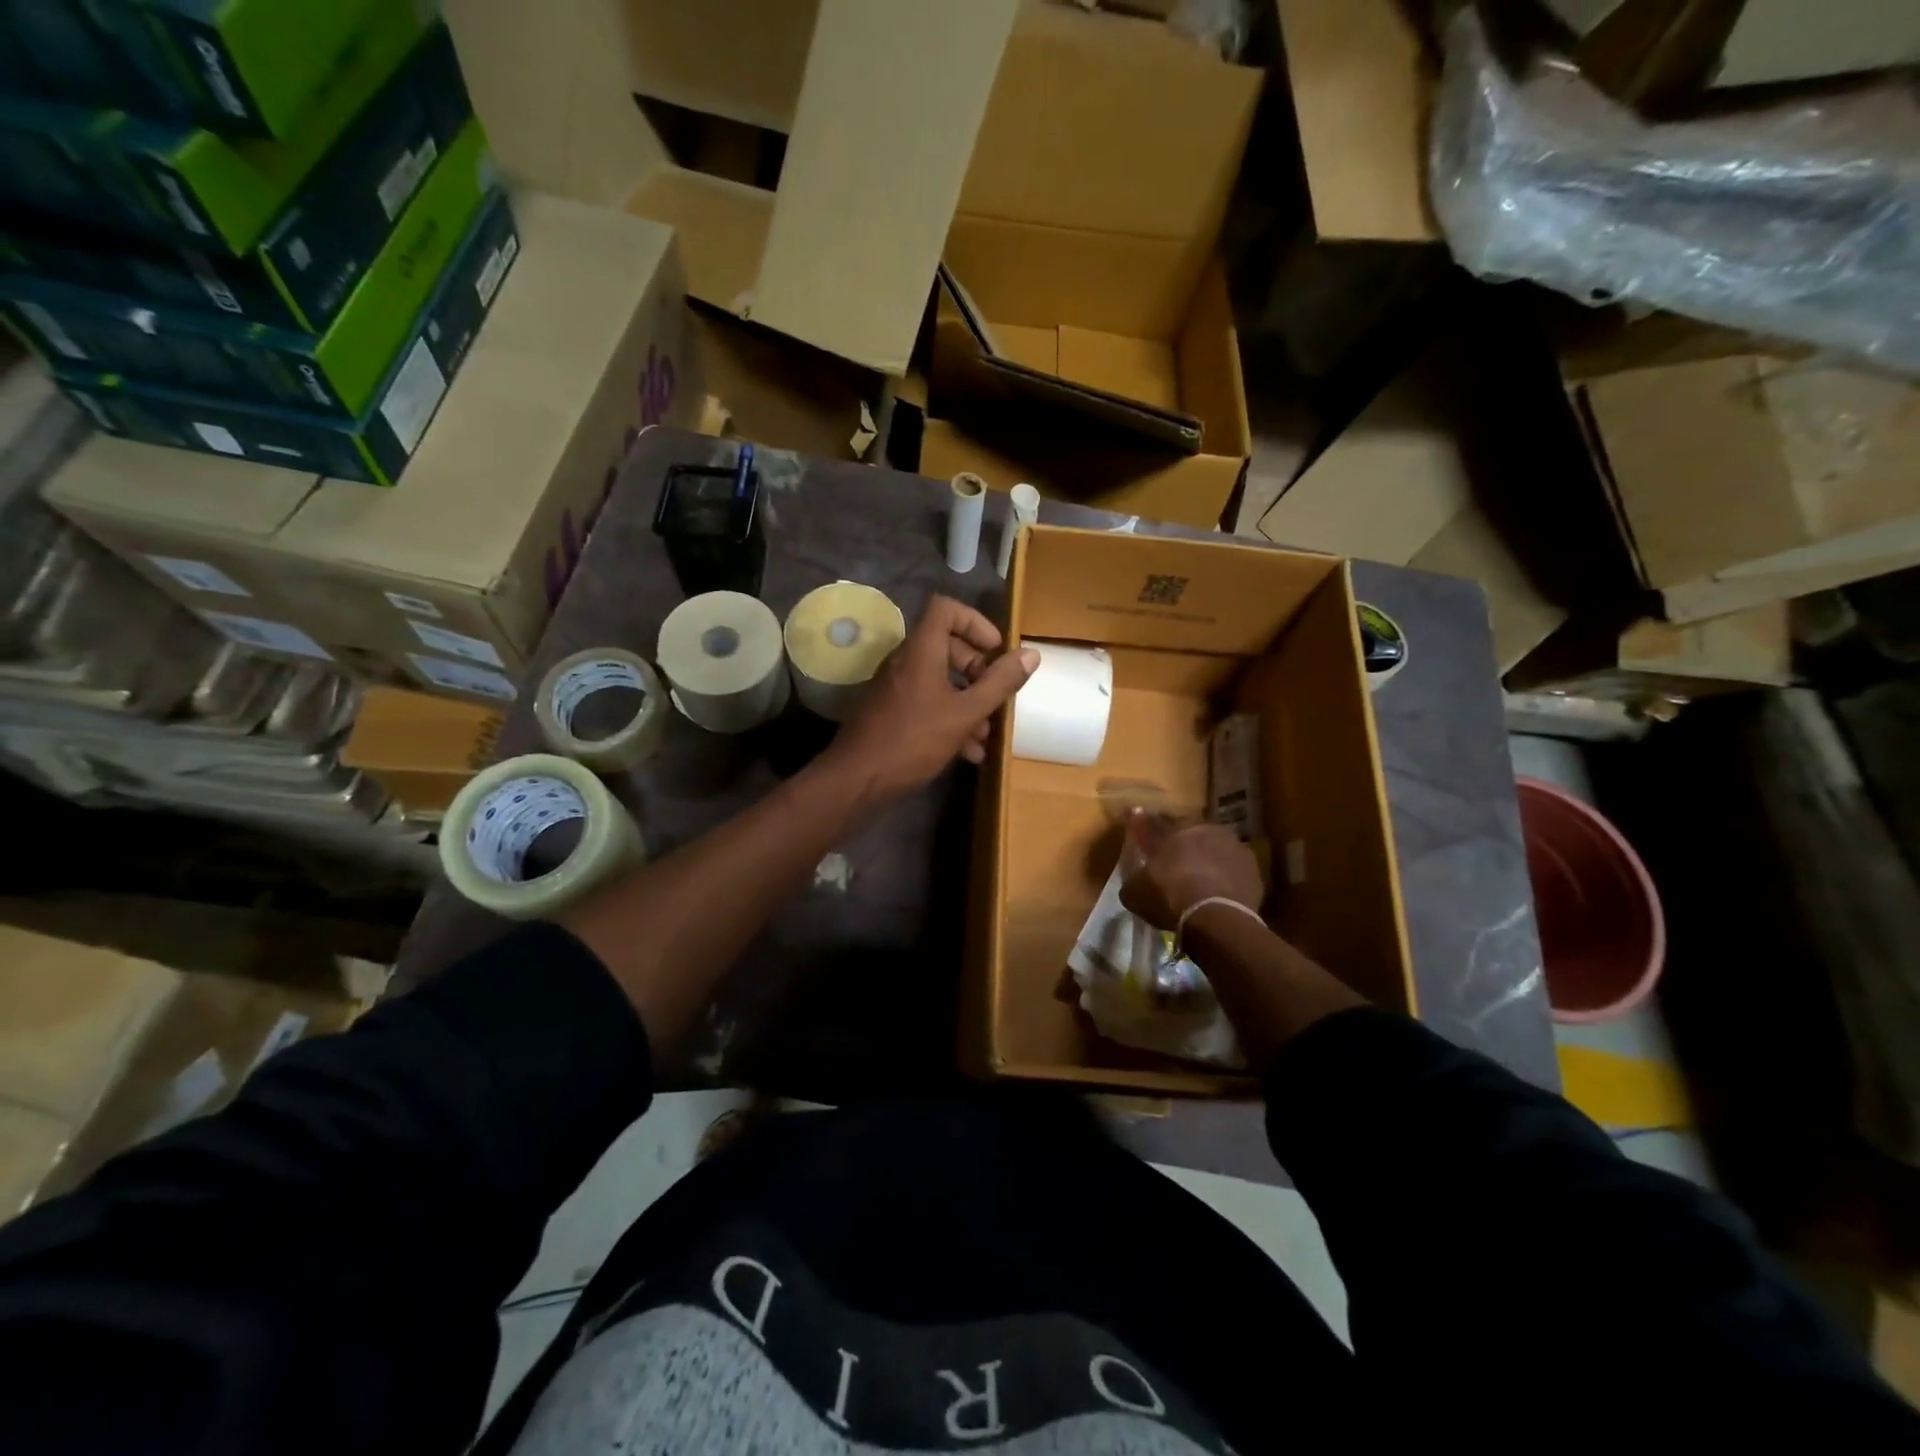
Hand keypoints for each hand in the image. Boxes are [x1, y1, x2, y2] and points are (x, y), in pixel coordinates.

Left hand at [825, 595, 1037, 800]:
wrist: (857, 780)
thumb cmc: (913, 740)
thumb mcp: (965, 713)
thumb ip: (999, 684)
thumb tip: (1030, 655)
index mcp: (921, 651)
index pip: (946, 609)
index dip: (975, 623)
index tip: (996, 651)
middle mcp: (905, 662)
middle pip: (947, 647)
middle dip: (978, 670)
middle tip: (997, 695)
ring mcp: (896, 688)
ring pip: (940, 681)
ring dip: (968, 701)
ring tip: (988, 733)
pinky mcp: (891, 713)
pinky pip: (927, 703)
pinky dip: (950, 719)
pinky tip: (969, 752)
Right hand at [1120, 817, 1262, 931]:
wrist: (1215, 917)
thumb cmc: (1168, 897)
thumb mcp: (1135, 892)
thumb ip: (1134, 878)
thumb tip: (1135, 876)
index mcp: (1171, 829)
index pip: (1153, 823)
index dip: (1145, 827)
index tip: (1140, 830)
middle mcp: (1202, 828)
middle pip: (1188, 831)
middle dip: (1181, 842)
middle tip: (1175, 859)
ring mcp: (1231, 844)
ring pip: (1215, 846)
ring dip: (1207, 856)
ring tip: (1201, 877)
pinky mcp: (1252, 866)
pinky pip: (1233, 867)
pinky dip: (1226, 875)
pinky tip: (1220, 891)